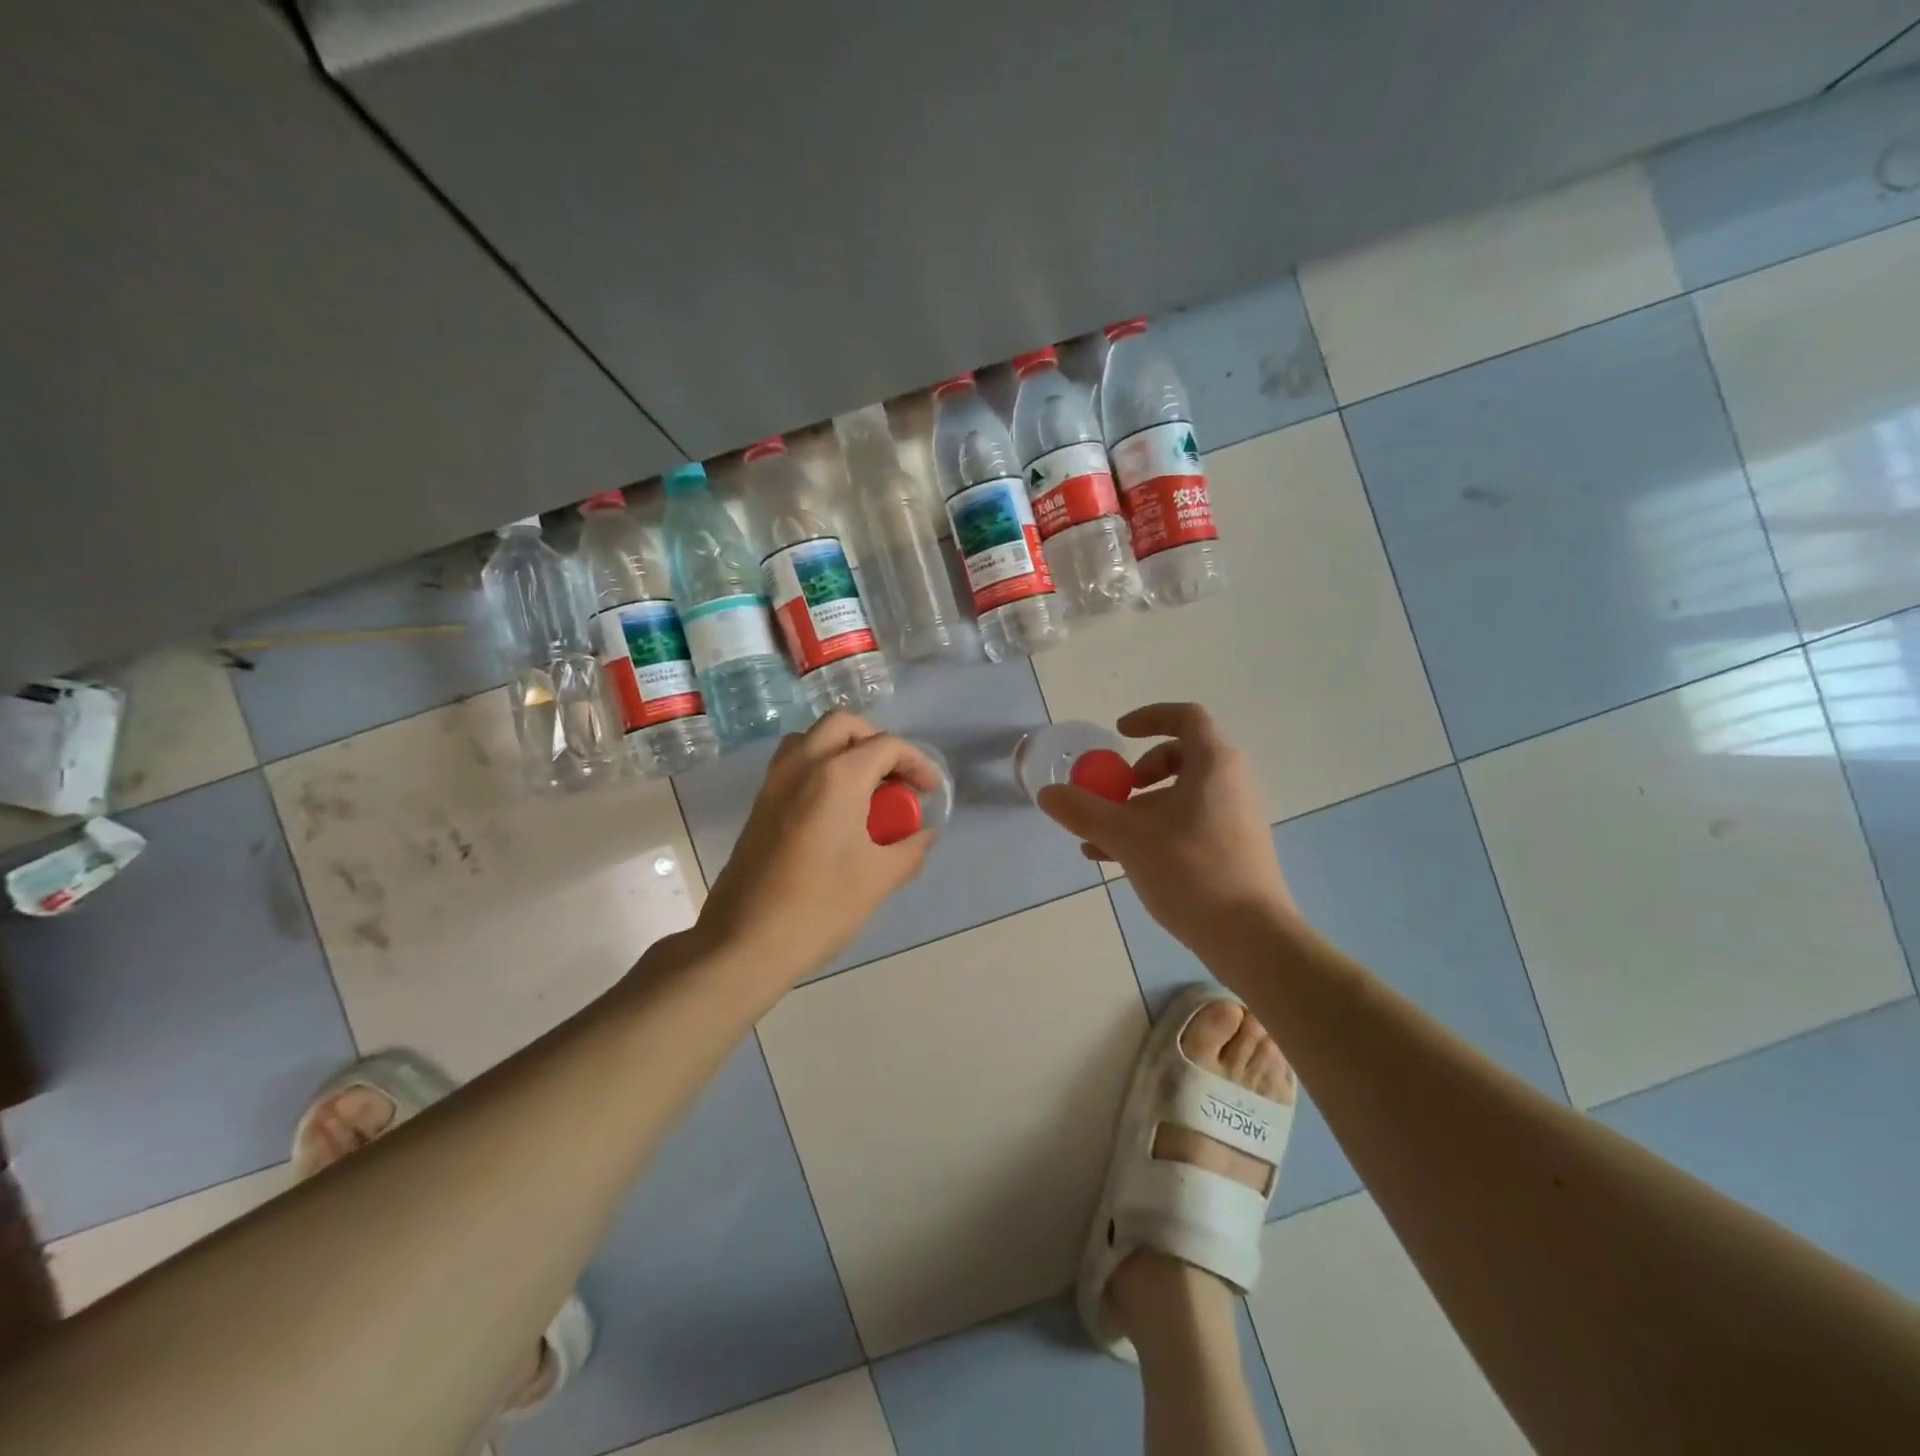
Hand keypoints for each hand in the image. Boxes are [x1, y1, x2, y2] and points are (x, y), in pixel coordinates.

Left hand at [694, 710, 940, 984]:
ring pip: (812, 738)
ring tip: (865, 788)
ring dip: (843, 749)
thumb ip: (911, 848)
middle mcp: (802, 766)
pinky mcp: (759, 804)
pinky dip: (819, 766)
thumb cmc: (819, 908)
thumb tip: (925, 833)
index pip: (886, 745)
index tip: (929, 792)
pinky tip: (834, 809)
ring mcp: (774, 782)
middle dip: (877, 742)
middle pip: (844, 725)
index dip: (916, 763)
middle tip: (895, 780)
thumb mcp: (879, 879)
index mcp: (836, 777)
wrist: (744, 942)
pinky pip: (793, 763)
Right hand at [1036, 703, 1298, 961]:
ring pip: (1181, 797)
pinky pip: (1188, 825)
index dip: (1149, 718)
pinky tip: (1118, 861)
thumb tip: (1048, 794)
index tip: (1118, 734)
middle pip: (1181, 758)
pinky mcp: (1233, 850)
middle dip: (1139, 773)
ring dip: (1139, 809)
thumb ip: (1084, 812)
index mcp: (1214, 764)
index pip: (1186, 717)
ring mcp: (1235, 819)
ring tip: (1101, 839)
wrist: (1251, 937)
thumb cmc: (1191, 871)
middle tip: (1116, 792)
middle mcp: (1230, 784)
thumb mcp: (1128, 837)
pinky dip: (1154, 831)